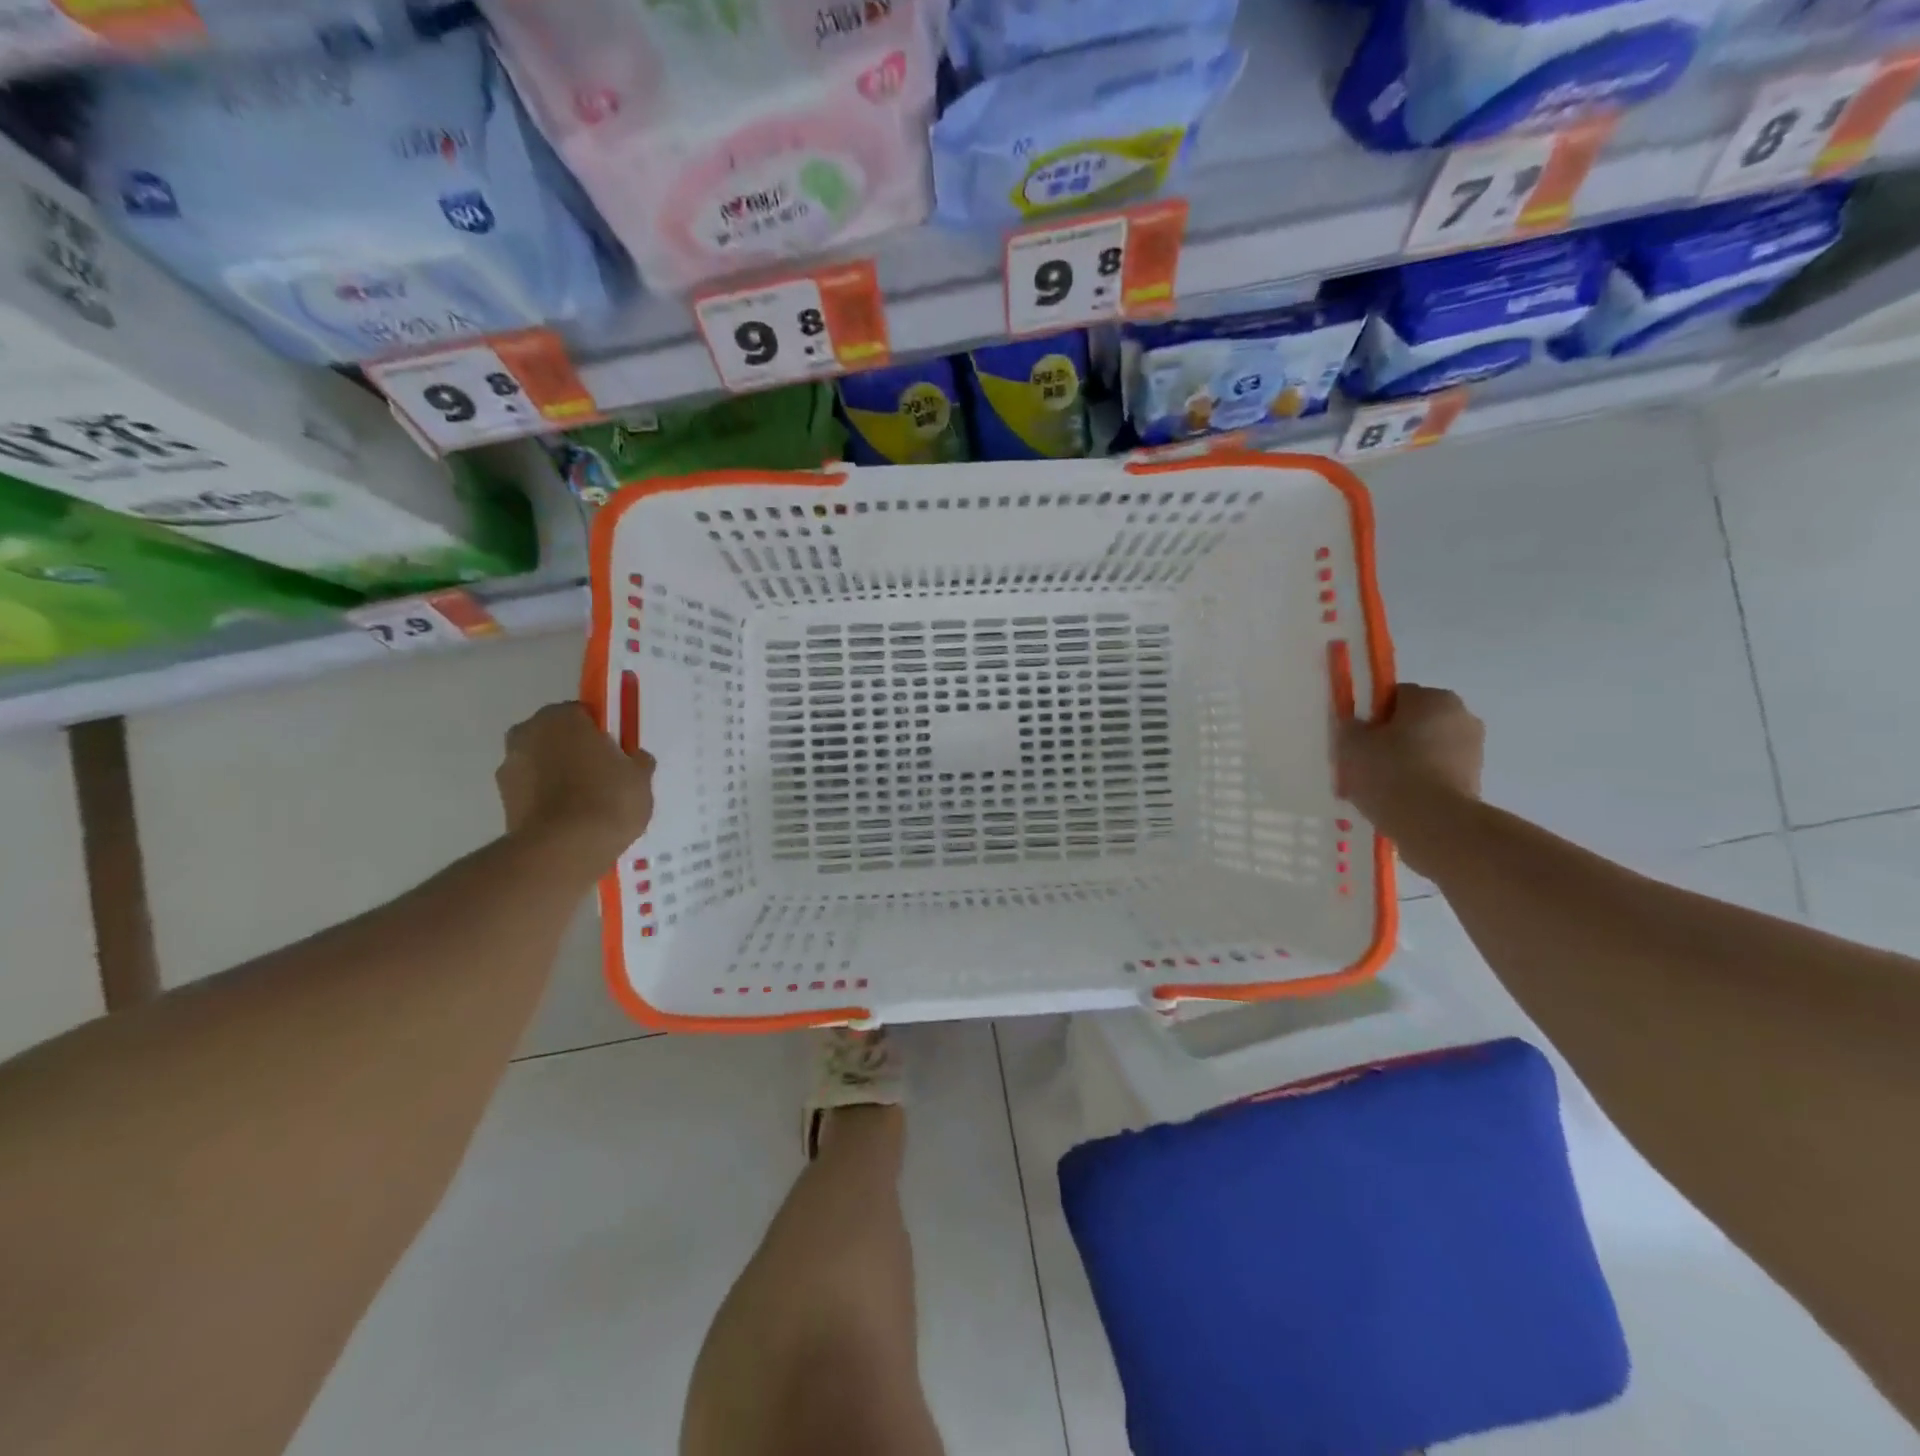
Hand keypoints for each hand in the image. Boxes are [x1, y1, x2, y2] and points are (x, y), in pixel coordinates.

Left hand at [497, 702, 654, 869]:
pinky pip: (534, 792)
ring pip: (542, 765)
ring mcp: (509, 768)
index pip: (584, 714)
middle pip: (557, 737)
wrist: (564, 850)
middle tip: (603, 776)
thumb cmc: (608, 799)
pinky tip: (572, 820)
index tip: (617, 753)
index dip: (602, 733)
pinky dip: (548, 800)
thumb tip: (633, 758)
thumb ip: (637, 761)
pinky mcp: (503, 802)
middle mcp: (527, 733)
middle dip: (575, 752)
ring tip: (587, 805)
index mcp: (561, 717)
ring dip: (559, 777)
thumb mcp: (640, 777)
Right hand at [1336, 684, 1483, 840]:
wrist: (1434, 825)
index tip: (1356, 739)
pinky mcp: (1475, 780)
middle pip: (1412, 722)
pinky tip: (1397, 800)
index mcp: (1434, 698)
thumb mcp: (1351, 744)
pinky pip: (1436, 773)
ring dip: (1404, 761)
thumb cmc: (1391, 773)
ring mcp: (1473, 750)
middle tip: (1363, 763)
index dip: (1370, 716)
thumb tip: (1357, 725)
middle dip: (1389, 739)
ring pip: (1425, 748)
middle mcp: (1461, 716)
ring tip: (1377, 788)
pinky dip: (1418, 782)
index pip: (1393, 696)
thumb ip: (1350, 726)